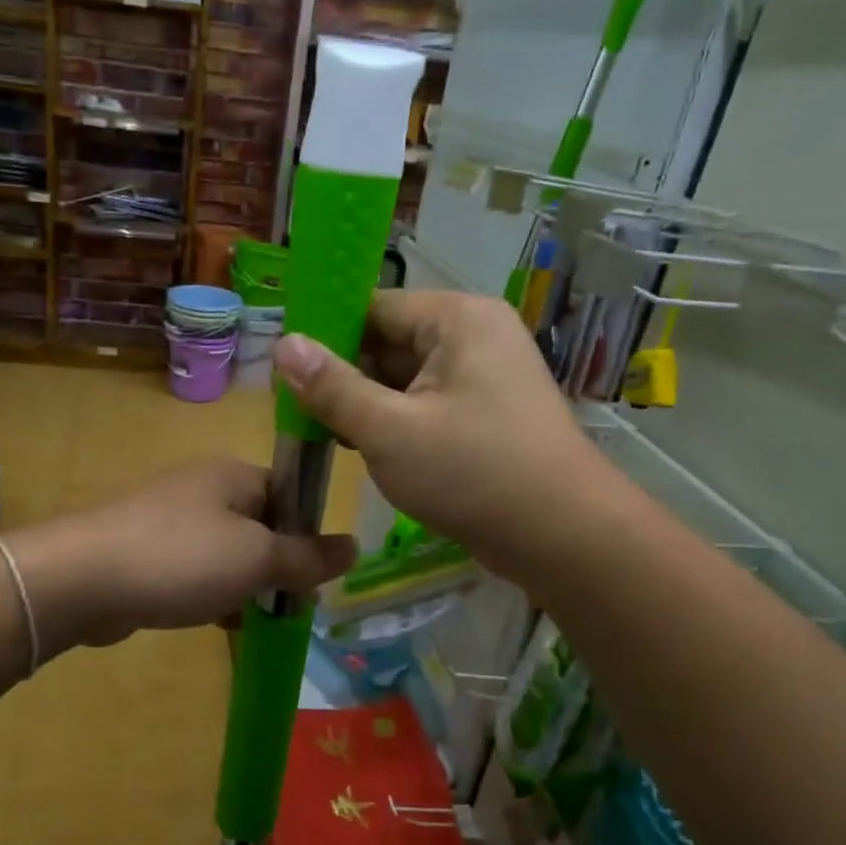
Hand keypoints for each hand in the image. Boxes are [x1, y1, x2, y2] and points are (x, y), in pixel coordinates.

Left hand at [10, 458, 356, 651]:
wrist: (84, 579)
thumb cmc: (182, 558)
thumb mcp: (257, 558)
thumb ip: (307, 556)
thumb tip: (355, 546)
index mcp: (234, 475)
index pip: (291, 494)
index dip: (310, 532)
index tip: (318, 575)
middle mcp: (204, 490)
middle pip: (261, 526)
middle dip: (278, 566)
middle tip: (292, 605)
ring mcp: (171, 521)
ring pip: (228, 553)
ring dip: (246, 585)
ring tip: (259, 619)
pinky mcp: (147, 553)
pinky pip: (195, 571)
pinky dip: (211, 594)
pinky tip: (220, 623)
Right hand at [272, 290, 602, 582]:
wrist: (562, 537)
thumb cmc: (472, 473)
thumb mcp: (388, 430)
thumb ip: (332, 387)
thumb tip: (284, 345)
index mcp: (456, 319)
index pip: (373, 307)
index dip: (325, 335)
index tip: (284, 370)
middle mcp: (473, 336)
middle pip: (388, 342)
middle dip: (344, 377)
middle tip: (295, 411)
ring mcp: (483, 376)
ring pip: (404, 378)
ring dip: (365, 404)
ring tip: (321, 433)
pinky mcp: (485, 414)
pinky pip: (425, 404)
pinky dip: (394, 422)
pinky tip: (363, 448)